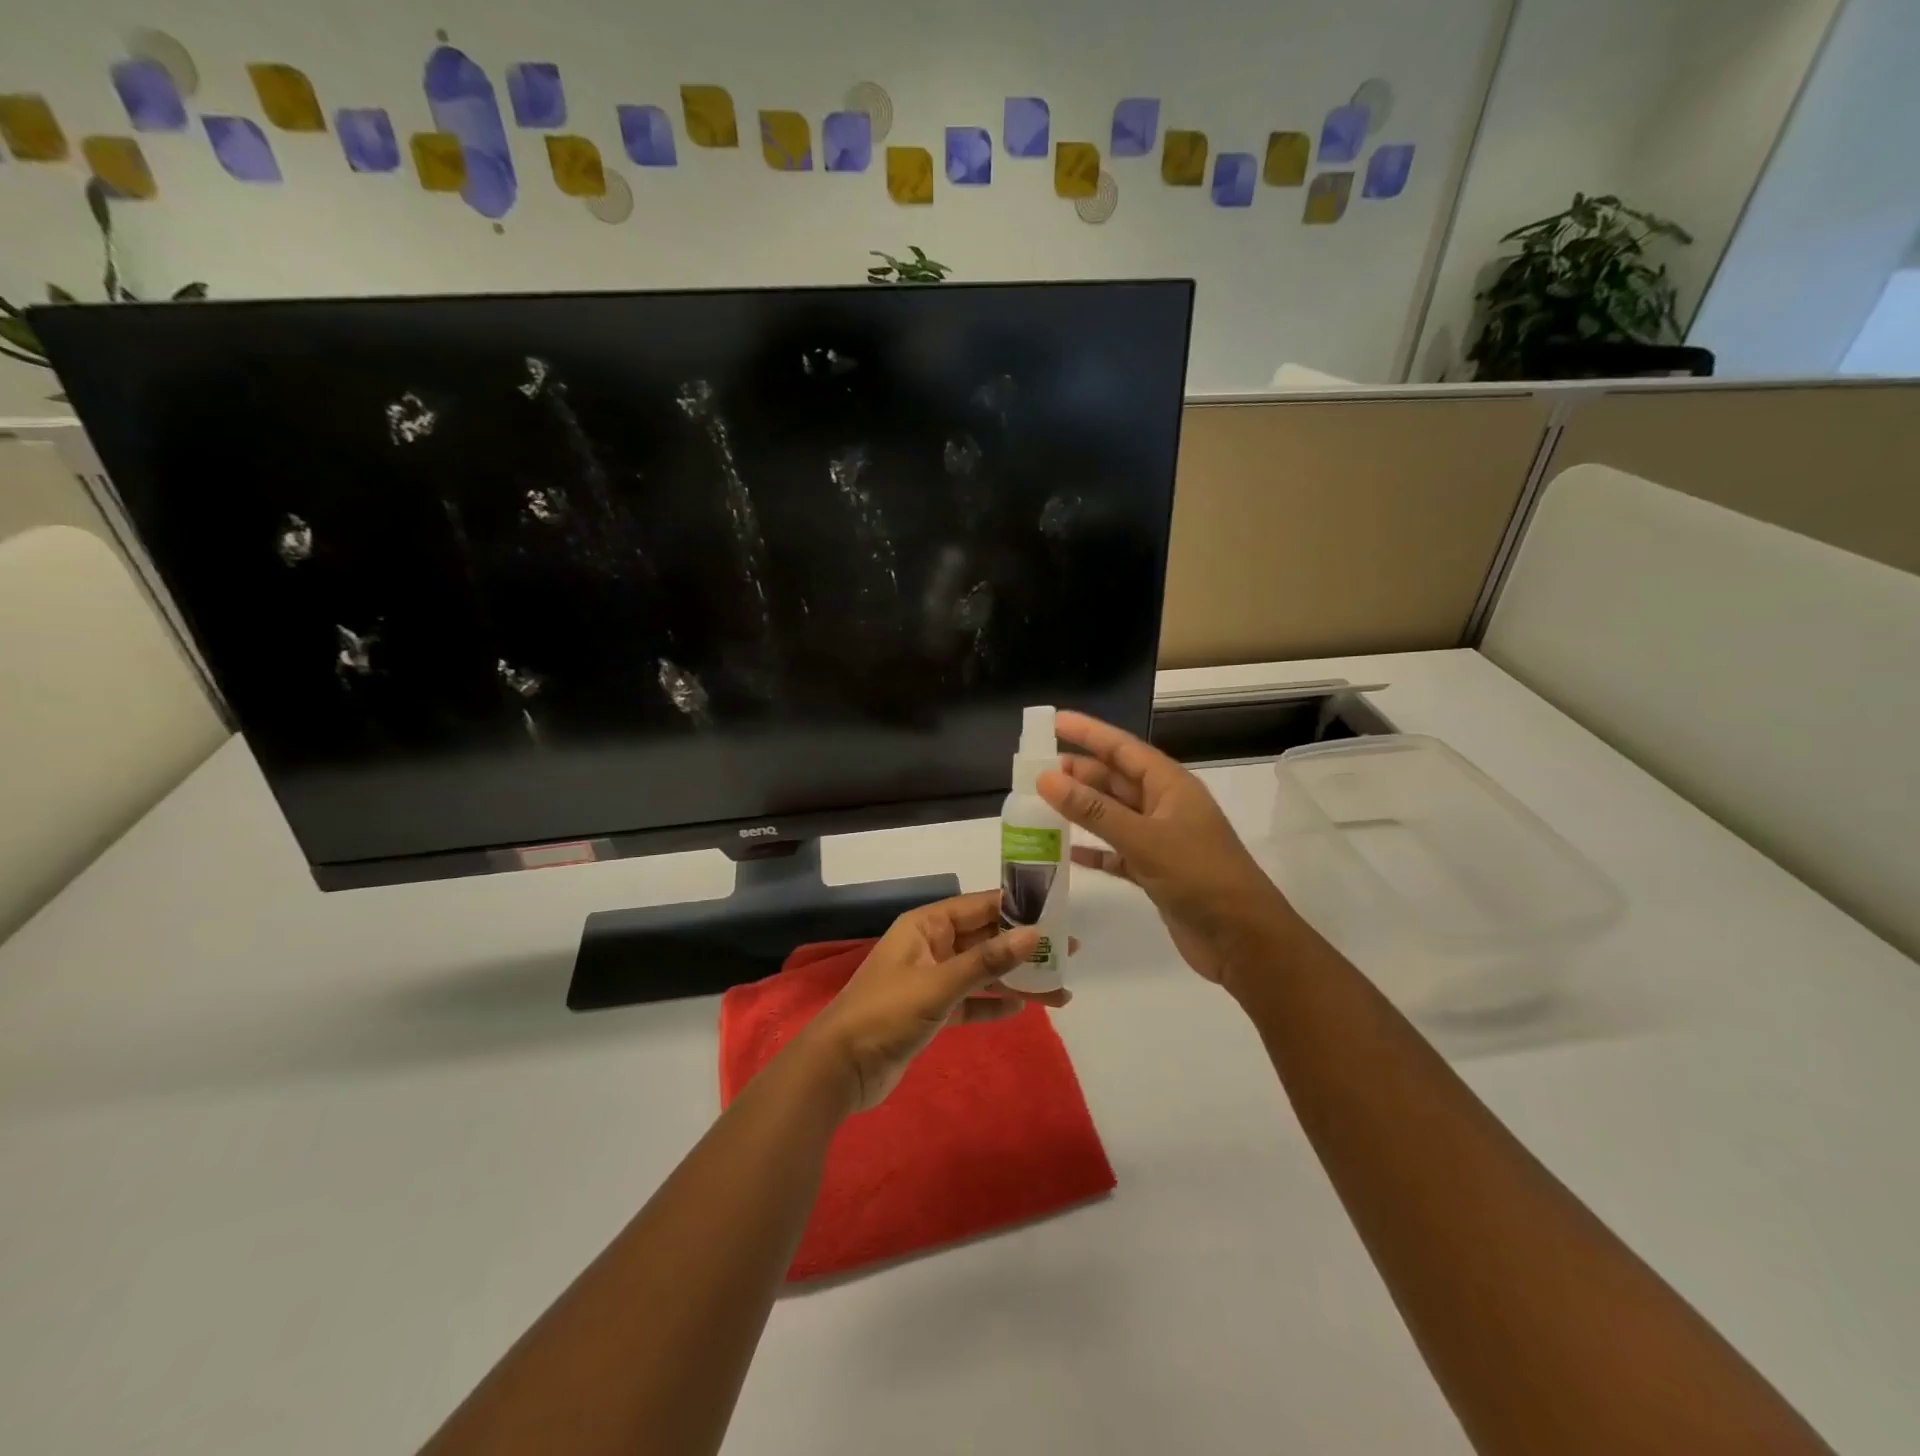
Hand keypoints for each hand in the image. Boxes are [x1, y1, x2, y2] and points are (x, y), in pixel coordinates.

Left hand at [800, 892, 1071, 1110]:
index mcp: (926, 925)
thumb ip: (987, 961)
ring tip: (1060, 991)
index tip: (1057, 910)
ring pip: (982, 972)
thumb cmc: (886, 1013)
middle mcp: (931, 946)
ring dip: (1016, 979)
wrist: (840, 1069)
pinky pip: (971, 1001)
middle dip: (1024, 946)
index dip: (1017, 907)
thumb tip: (1034, 934)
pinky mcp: (931, 1012)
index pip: (980, 906)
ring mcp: (931, 980)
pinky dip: (994, 1004)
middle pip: (985, 939)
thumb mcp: (939, 984)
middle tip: (1070, 952)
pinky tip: (1023, 1009)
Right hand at [1038, 710, 1293, 989]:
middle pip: (1116, 780)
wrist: (1244, 940)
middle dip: (1080, 772)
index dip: (1089, 733)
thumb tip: (1047, 778)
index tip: (1054, 721)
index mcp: (1171, 786)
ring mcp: (1161, 841)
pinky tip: (1065, 853)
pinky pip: (1117, 853)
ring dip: (1082, 810)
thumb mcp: (1144, 839)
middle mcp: (1165, 807)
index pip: (1123, 749)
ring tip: (1043, 803)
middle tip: (1037, 770)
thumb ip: (1094, 811)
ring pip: (1113, 816)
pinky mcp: (1156, 873)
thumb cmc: (1199, 877)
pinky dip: (1094, 851)